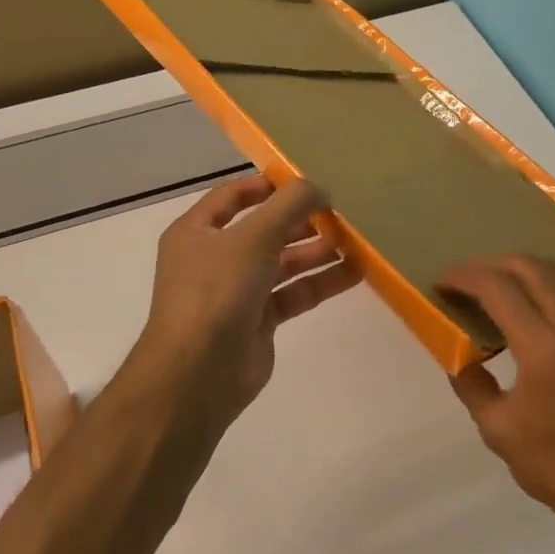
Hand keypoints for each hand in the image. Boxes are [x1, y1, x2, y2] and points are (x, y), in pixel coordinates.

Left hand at [123, 174, 357, 439]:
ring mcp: (236, 291)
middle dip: (301, 220)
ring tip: (357, 239)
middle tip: (341, 211)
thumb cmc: (217, 290)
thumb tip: (319, 186)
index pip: (232, 197)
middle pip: (263, 230)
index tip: (307, 181)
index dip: (268, 186)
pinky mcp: (258, 321)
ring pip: (283, 263)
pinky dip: (320, 282)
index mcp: (197, 231)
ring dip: (316, 251)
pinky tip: (355, 272)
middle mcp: (214, 258)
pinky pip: (293, 293)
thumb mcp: (253, 237)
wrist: (199, 372)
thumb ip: (289, 206)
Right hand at [439, 256, 554, 532]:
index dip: (465, 278)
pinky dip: (542, 282)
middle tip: (462, 278)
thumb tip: (458, 355)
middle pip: (531, 268)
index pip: (500, 289)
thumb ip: (472, 384)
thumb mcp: (497, 429)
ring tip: (490, 283)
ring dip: (520, 268)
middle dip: (490, 263)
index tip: (441, 282)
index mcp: (545, 350)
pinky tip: (523, 303)